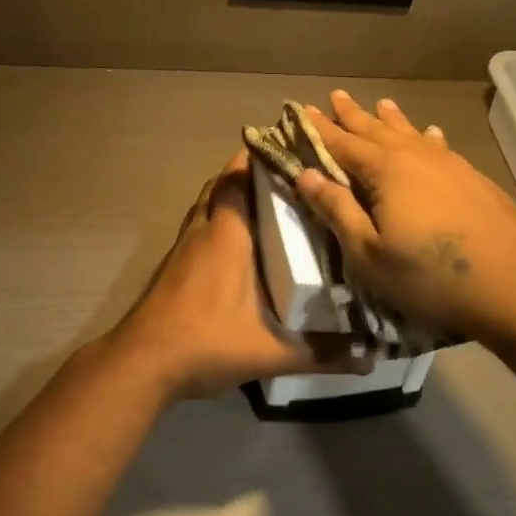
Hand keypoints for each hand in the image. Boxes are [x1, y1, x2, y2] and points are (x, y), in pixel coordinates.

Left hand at [110, 152, 367, 398]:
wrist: (143, 363)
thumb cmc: (207, 341)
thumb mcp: (272, 352)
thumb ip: (322, 353)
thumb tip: (372, 358)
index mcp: (227, 235)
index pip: (239, 177)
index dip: (260, 159)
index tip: (291, 153)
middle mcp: (203, 230)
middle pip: (221, 185)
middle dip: (249, 176)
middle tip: (287, 181)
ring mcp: (182, 248)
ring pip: (206, 206)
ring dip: (230, 199)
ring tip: (267, 208)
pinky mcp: (172, 267)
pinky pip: (198, 229)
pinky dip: (217, 224)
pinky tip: (238, 249)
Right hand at [296, 90, 515, 342]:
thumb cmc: (431, 275)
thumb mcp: (369, 252)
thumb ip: (337, 210)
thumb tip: (306, 175)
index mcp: (385, 170)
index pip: (341, 143)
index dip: (319, 129)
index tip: (301, 111)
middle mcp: (416, 156)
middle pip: (376, 130)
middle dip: (352, 115)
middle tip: (335, 96)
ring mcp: (450, 165)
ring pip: (411, 133)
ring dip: (390, 119)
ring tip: (380, 103)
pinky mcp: (474, 179)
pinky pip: (439, 146)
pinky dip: (426, 136)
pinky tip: (432, 133)